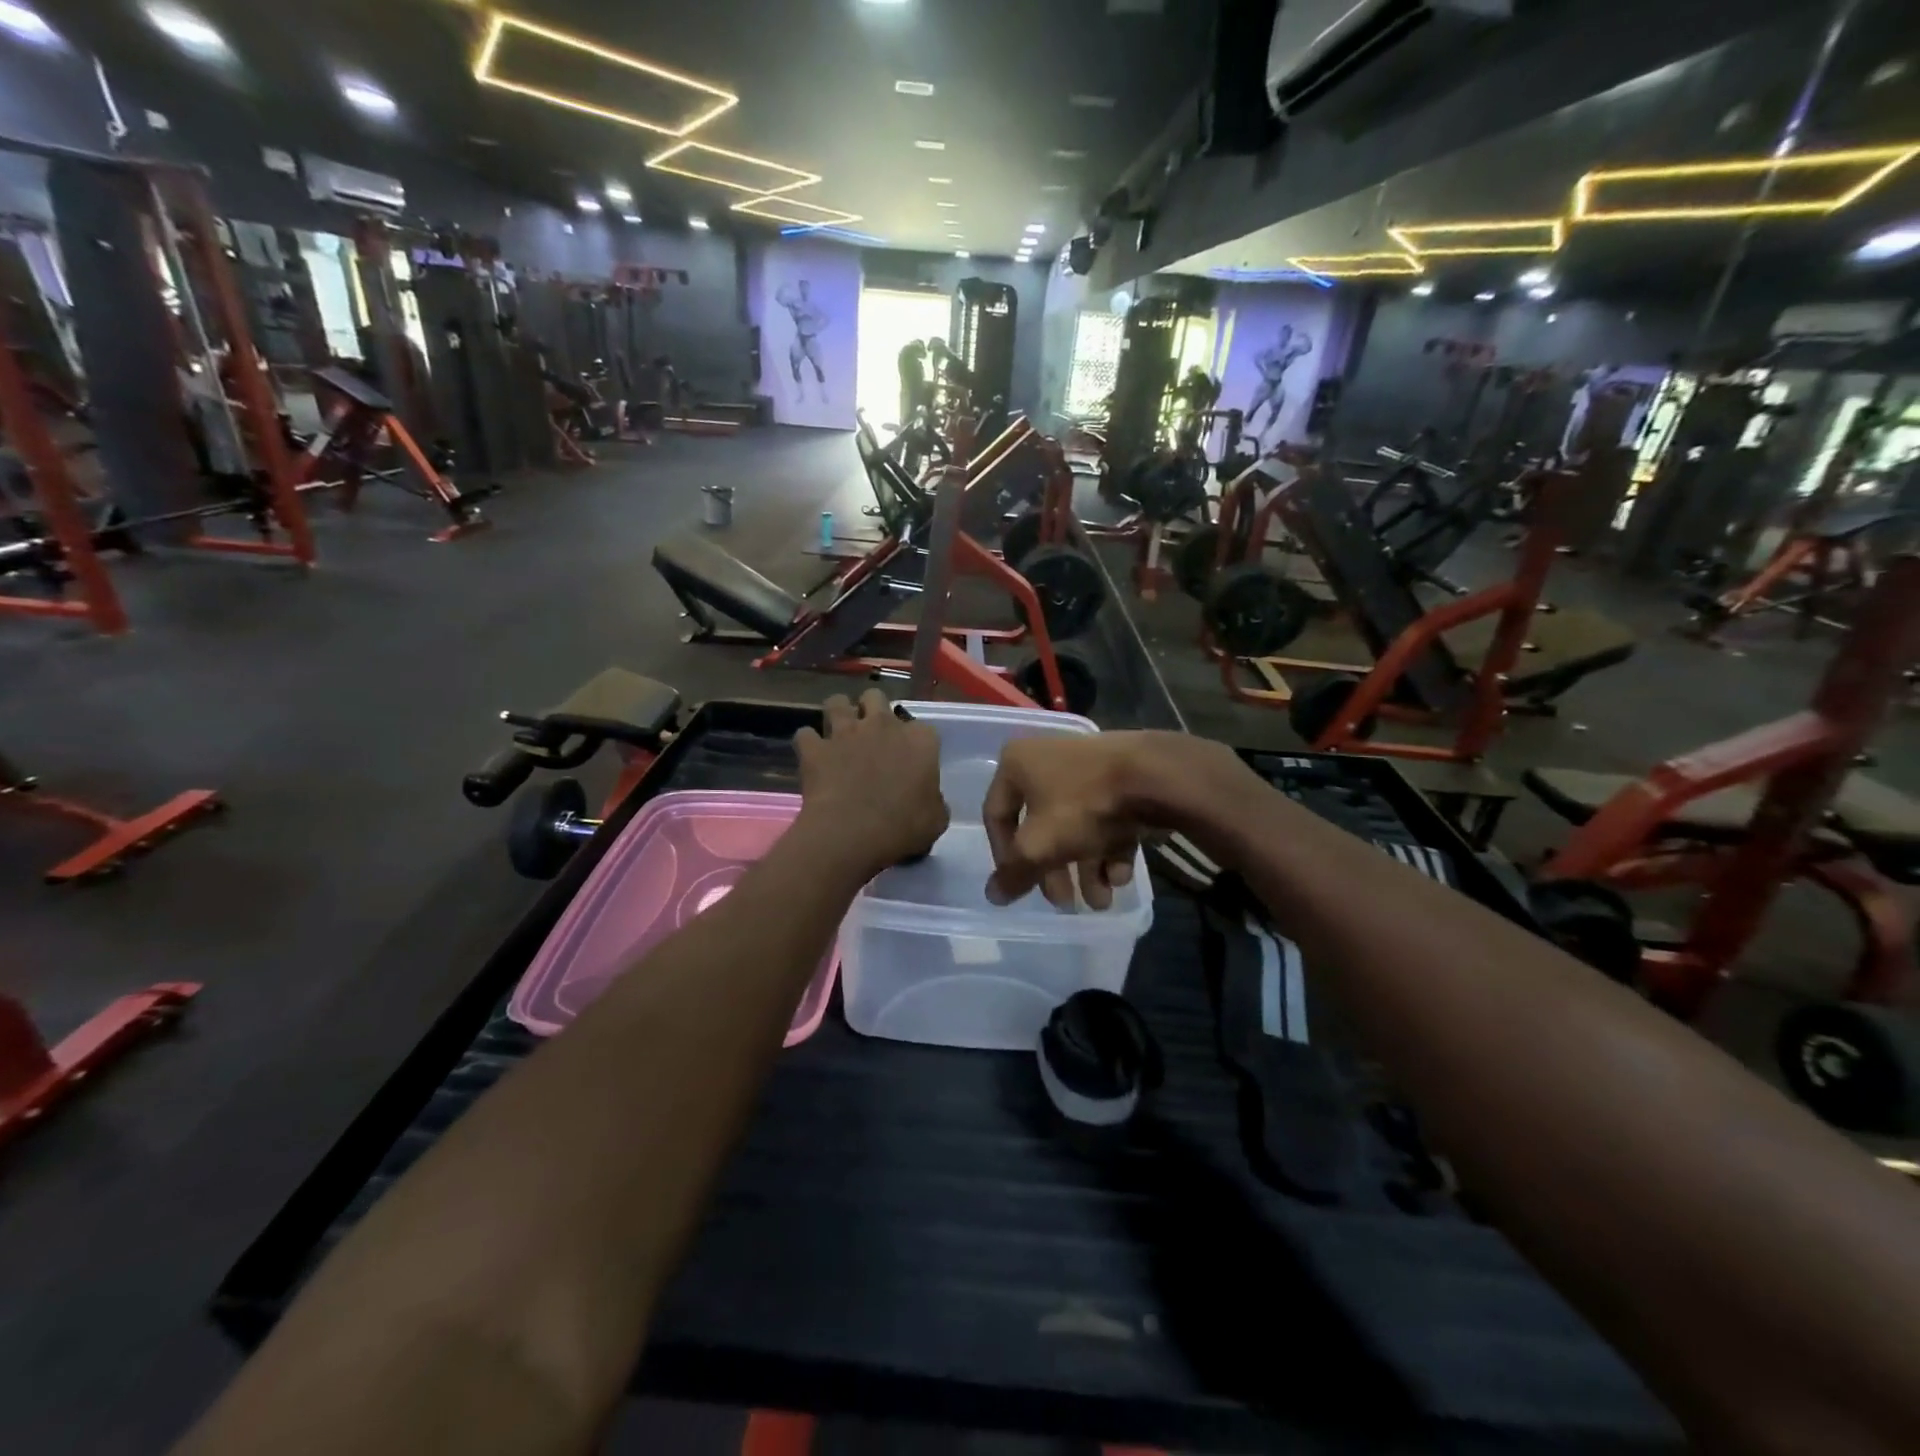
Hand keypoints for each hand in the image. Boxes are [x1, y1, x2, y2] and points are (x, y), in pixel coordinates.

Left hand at [794, 691, 948, 878]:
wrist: (853, 833)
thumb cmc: (903, 827)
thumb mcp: (936, 819)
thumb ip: (934, 800)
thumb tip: (928, 799)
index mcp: (919, 740)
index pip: (921, 728)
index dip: (913, 741)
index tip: (909, 758)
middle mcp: (882, 725)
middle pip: (875, 698)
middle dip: (871, 710)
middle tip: (870, 733)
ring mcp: (845, 732)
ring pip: (836, 702)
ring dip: (837, 714)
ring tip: (838, 732)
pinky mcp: (815, 748)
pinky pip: (805, 734)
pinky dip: (808, 743)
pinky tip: (812, 755)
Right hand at [982, 732, 1251, 909]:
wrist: (1154, 777)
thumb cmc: (1082, 805)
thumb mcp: (1039, 846)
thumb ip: (1014, 873)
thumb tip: (993, 896)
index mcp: (1017, 764)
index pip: (997, 816)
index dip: (1004, 858)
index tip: (1020, 885)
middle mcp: (1048, 763)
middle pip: (1041, 828)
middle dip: (1055, 872)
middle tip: (1066, 904)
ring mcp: (1088, 772)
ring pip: (1077, 829)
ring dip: (1087, 871)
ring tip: (1102, 903)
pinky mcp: (1121, 782)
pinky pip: (1106, 821)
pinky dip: (1110, 851)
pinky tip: (1120, 878)